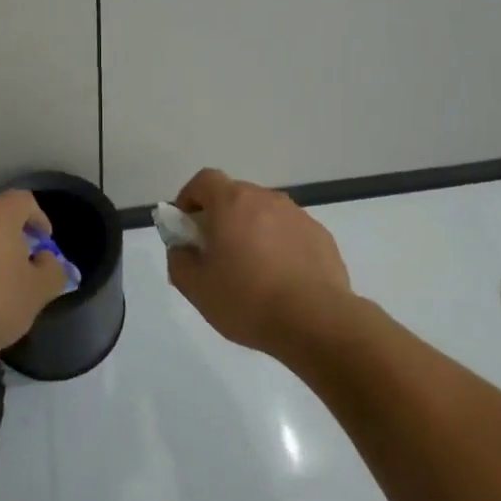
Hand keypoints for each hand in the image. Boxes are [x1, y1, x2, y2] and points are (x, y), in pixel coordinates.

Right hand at [167, 168, 351, 356]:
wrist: (316, 321)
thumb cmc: (248, 300)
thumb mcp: (197, 288)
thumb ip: (179, 261)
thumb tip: (182, 248)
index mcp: (232, 203)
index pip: (204, 180)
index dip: (190, 197)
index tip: (186, 225)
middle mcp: (265, 199)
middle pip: (236, 196)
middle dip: (221, 217)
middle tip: (216, 253)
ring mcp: (297, 215)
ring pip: (265, 214)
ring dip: (252, 231)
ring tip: (252, 270)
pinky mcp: (320, 235)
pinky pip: (290, 232)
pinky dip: (280, 246)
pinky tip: (282, 279)